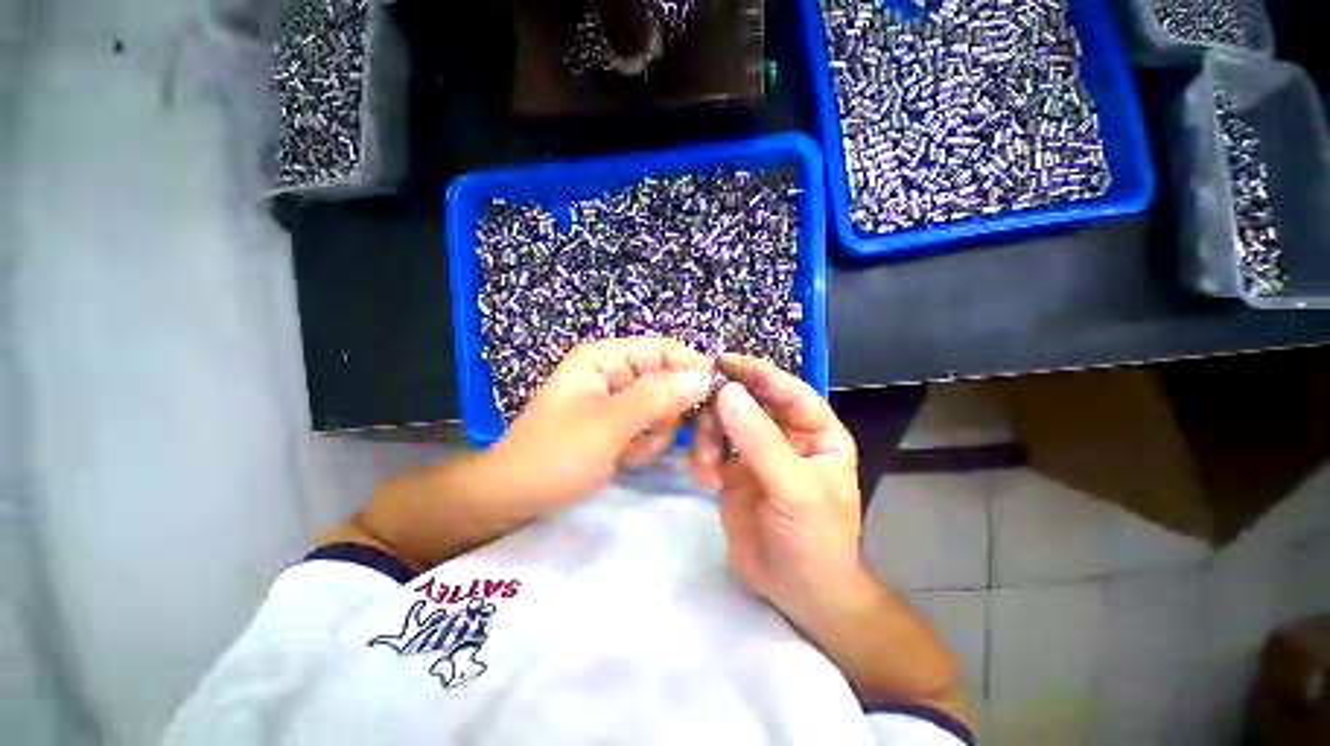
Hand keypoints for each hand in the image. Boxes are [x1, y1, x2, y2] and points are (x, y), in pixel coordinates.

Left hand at [489, 337, 715, 505]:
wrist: (513, 499)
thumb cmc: (555, 456)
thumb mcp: (608, 425)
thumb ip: (658, 398)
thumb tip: (705, 377)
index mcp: (607, 357)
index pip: (666, 351)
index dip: (693, 372)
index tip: (718, 403)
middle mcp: (615, 372)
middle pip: (669, 380)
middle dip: (671, 413)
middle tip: (666, 441)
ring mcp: (617, 399)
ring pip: (663, 408)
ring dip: (656, 434)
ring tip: (630, 453)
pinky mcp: (618, 423)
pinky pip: (650, 427)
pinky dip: (646, 445)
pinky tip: (625, 459)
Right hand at [690, 356, 964, 718]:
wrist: (797, 593)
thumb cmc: (814, 540)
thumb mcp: (793, 490)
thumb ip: (759, 441)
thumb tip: (726, 393)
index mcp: (815, 431)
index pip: (788, 390)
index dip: (758, 373)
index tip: (723, 361)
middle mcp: (785, 434)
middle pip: (748, 400)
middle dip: (722, 408)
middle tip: (701, 421)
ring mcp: (756, 451)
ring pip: (723, 420)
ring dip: (707, 436)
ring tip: (706, 466)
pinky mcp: (732, 469)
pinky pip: (709, 446)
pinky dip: (700, 456)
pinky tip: (704, 478)